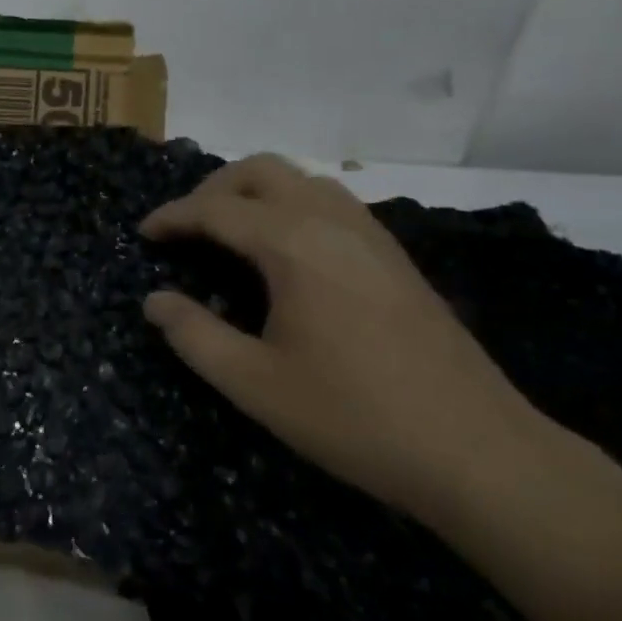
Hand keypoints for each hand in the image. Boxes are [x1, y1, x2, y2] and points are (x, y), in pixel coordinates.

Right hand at [141, 155, 547, 521]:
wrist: (476, 450)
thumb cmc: (354, 416)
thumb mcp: (255, 384)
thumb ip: (195, 336)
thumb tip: (154, 300)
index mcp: (293, 244)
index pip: (217, 209)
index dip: (173, 216)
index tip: (144, 233)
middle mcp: (331, 221)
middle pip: (261, 170)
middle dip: (213, 189)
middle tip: (186, 228)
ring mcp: (370, 233)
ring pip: (301, 178)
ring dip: (256, 191)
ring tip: (230, 231)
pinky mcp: (394, 254)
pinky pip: (330, 201)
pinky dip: (291, 204)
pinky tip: (286, 252)